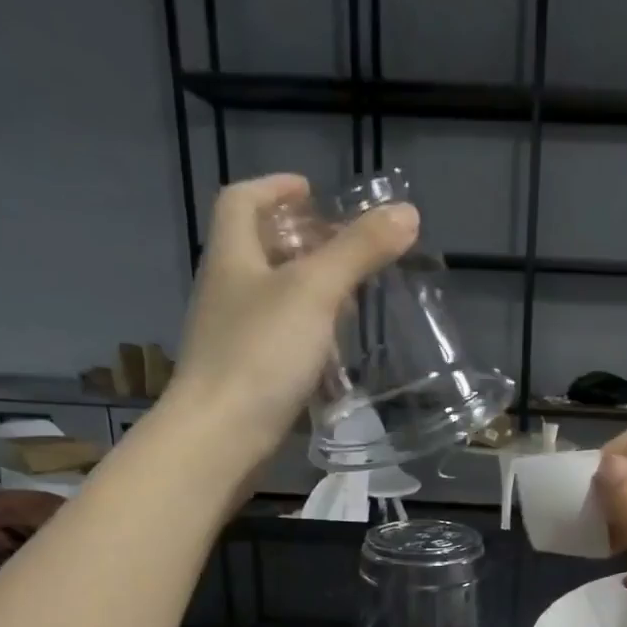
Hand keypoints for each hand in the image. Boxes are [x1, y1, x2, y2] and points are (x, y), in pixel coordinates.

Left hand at [166, 173, 417, 461]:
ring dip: (307, 295)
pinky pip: (277, 344)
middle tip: (345, 252)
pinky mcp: (246, 380)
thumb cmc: (261, 355)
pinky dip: (306, 339)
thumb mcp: (315, 293)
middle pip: (259, 251)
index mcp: (232, 257)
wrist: (220, 438)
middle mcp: (226, 292)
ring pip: (271, 301)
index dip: (275, 187)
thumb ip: (358, 251)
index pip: (243, 202)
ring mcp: (232, 339)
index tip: (312, 192)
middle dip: (301, 244)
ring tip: (349, 304)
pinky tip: (332, 358)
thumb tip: (407, 212)